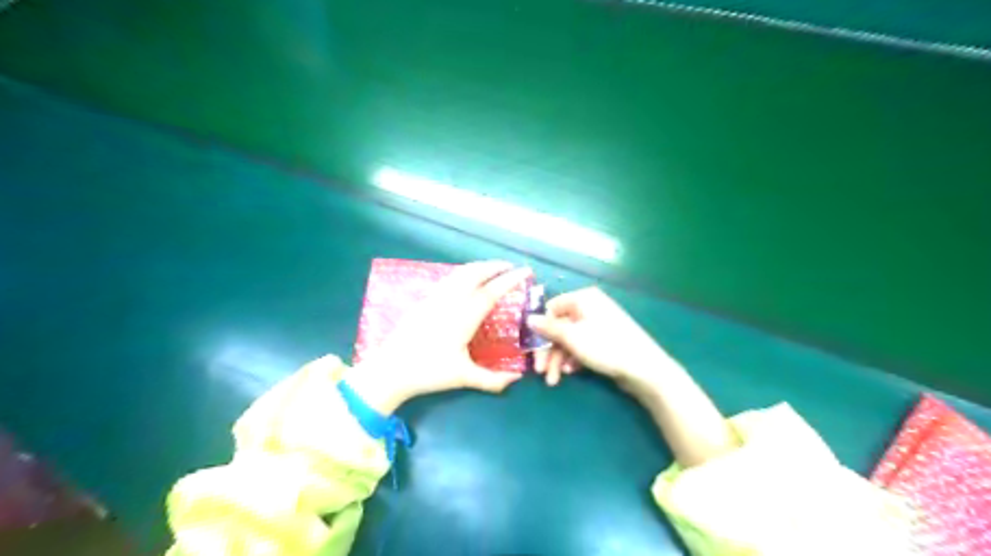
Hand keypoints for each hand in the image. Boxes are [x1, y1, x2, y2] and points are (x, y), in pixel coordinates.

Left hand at [345, 261, 528, 411]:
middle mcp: (450, 301)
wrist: (390, 368)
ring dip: (479, 267)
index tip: (525, 272)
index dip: (510, 280)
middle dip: (495, 266)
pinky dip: (464, 273)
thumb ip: (491, 380)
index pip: (492, 292)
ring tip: (492, 269)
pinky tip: (466, 280)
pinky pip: (449, 278)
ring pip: (460, 273)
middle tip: (511, 267)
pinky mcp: (424, 300)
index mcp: (464, 317)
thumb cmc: (428, 371)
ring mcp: (435, 298)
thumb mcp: (463, 377)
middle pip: (475, 273)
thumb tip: (516, 380)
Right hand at [531, 287, 677, 386]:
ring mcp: (598, 324)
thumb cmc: (605, 346)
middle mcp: (590, 307)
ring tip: (554, 380)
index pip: (551, 308)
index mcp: (583, 299)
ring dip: (558, 359)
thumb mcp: (572, 337)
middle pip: (559, 327)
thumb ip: (548, 328)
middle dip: (548, 350)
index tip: (532, 349)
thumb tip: (528, 318)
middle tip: (540, 371)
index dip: (540, 329)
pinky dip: (573, 359)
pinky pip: (581, 346)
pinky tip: (571, 372)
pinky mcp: (605, 341)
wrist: (644, 368)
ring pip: (569, 340)